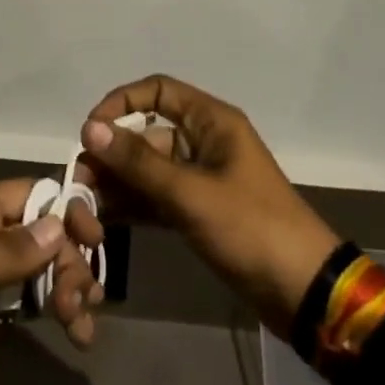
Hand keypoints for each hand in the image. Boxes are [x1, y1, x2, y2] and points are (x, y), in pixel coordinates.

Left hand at [0, 179, 104, 384]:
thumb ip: (8, 249)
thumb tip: (59, 223)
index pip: (32, 194)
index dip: (67, 210)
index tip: (96, 242)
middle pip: (43, 234)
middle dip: (72, 261)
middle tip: (84, 301)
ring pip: (41, 269)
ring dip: (69, 289)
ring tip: (82, 326)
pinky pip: (29, 303)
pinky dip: (55, 312)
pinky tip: (74, 331)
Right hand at [67, 74, 340, 337]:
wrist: (303, 294)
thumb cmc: (251, 228)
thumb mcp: (191, 193)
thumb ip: (138, 162)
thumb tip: (89, 128)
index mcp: (211, 122)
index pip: (158, 91)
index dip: (121, 102)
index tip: (92, 130)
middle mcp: (202, 142)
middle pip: (147, 132)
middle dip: (112, 152)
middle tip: (80, 181)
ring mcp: (199, 179)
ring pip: (147, 167)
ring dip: (117, 181)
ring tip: (86, 204)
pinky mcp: (197, 211)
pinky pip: (155, 196)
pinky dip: (132, 203)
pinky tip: (104, 218)